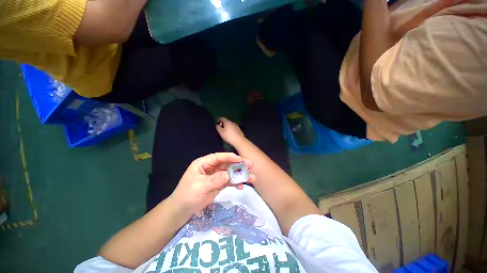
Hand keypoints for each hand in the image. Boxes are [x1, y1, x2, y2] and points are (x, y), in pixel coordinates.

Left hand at [169, 153, 255, 214]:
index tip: (242, 159)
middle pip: (227, 164)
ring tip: (251, 178)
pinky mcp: (219, 184)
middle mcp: (211, 167)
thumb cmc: (187, 195)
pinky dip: (235, 183)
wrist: (182, 210)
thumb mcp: (200, 186)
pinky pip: (229, 181)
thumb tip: (229, 175)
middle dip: (239, 165)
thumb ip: (215, 179)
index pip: (219, 157)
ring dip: (240, 175)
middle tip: (251, 166)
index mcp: (204, 163)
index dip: (231, 157)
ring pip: (230, 173)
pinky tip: (241, 187)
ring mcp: (216, 176)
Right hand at [216, 118, 245, 146]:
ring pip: (230, 125)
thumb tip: (217, 125)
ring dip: (227, 127)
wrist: (239, 141)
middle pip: (226, 121)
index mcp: (228, 122)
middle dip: (223, 124)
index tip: (216, 123)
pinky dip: (230, 129)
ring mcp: (236, 126)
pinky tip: (230, 134)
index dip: (218, 120)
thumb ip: (218, 128)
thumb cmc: (229, 136)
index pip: (222, 118)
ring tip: (225, 132)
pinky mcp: (239, 130)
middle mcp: (232, 122)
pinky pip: (233, 128)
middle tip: (220, 128)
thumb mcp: (221, 132)